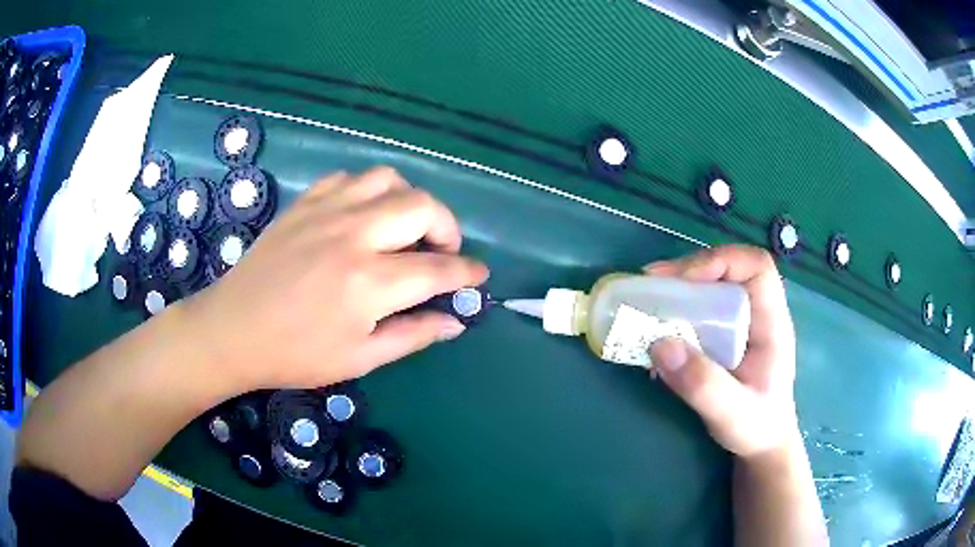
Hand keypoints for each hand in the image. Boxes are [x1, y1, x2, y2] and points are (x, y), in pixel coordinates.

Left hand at [183, 167, 488, 392]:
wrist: (233, 330)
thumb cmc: (295, 354)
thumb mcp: (360, 359)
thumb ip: (413, 335)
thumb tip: (455, 321)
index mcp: (369, 283)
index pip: (438, 269)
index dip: (467, 272)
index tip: (479, 275)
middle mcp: (354, 235)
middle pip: (422, 207)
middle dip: (447, 228)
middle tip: (442, 253)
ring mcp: (327, 212)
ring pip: (388, 180)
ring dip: (409, 202)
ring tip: (404, 229)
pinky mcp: (305, 203)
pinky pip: (349, 178)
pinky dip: (369, 191)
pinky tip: (364, 215)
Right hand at [644, 245, 798, 457]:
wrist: (762, 446)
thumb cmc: (757, 427)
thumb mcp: (731, 413)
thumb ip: (701, 384)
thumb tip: (659, 343)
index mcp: (772, 323)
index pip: (756, 267)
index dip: (721, 262)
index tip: (684, 282)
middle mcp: (757, 314)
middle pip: (728, 270)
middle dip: (688, 272)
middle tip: (650, 285)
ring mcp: (741, 324)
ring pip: (711, 287)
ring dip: (678, 290)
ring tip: (646, 301)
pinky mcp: (724, 336)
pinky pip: (700, 310)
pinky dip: (676, 312)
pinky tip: (656, 329)